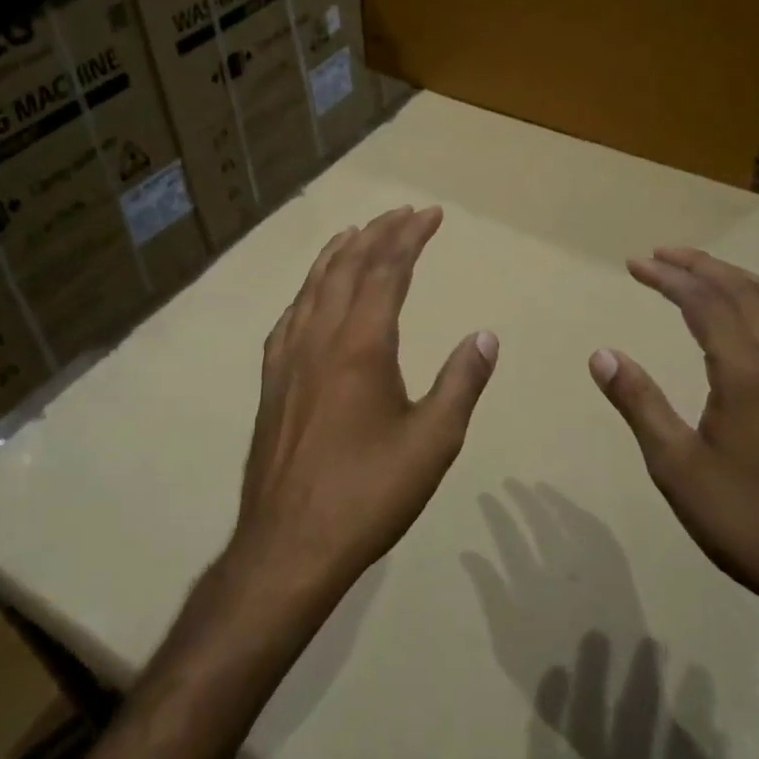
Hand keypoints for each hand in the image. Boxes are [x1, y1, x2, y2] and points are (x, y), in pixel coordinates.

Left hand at [230, 206, 497, 605]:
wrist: (289, 545)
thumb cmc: (368, 494)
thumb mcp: (432, 442)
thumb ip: (461, 382)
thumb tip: (486, 336)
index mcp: (361, 344)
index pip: (387, 270)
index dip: (410, 237)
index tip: (431, 215)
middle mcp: (319, 338)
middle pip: (347, 267)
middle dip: (377, 234)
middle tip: (403, 213)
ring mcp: (288, 358)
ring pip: (313, 286)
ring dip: (338, 253)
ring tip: (357, 232)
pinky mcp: (272, 382)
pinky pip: (290, 316)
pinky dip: (308, 289)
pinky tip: (312, 295)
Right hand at [587, 248, 758, 624]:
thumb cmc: (747, 520)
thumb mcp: (676, 466)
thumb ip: (640, 403)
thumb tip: (602, 354)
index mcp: (748, 373)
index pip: (705, 303)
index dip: (668, 278)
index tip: (635, 264)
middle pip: (743, 291)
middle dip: (699, 266)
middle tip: (661, 255)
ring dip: (737, 277)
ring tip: (703, 271)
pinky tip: (751, 317)